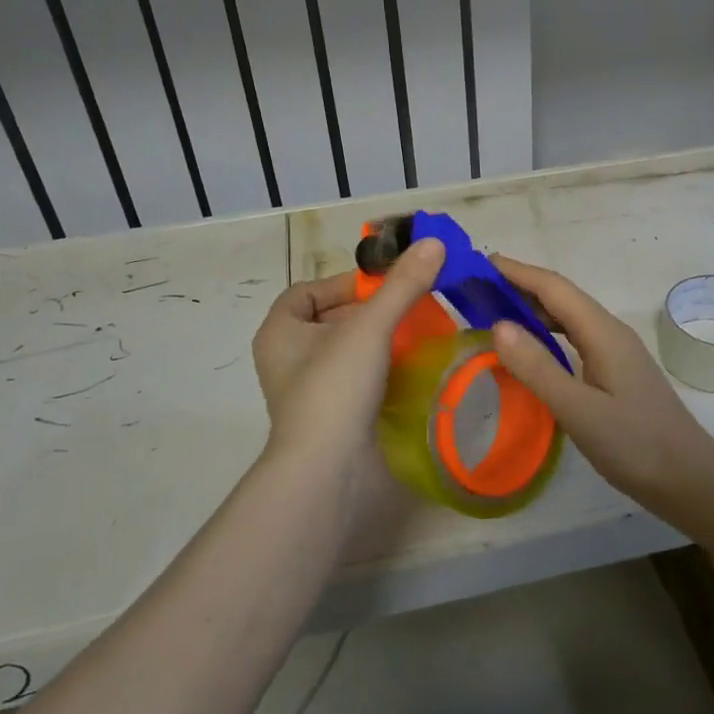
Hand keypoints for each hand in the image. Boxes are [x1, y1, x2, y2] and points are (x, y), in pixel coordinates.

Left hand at [251, 239, 444, 468]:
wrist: (327, 471)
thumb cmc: (335, 387)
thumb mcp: (370, 327)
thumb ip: (402, 285)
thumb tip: (433, 242)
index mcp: (279, 332)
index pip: (306, 291)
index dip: (344, 283)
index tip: (383, 285)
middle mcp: (287, 360)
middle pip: (330, 320)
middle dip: (369, 311)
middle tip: (408, 307)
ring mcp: (308, 392)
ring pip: (345, 352)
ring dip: (378, 341)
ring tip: (414, 334)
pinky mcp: (332, 417)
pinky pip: (356, 381)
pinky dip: (380, 371)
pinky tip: (409, 370)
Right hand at [487, 254, 713, 500]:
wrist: (688, 478)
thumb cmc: (634, 444)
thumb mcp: (579, 410)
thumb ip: (538, 368)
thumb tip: (498, 325)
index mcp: (603, 332)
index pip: (554, 288)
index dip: (517, 272)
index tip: (480, 263)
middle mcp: (610, 332)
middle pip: (561, 297)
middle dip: (520, 287)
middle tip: (477, 290)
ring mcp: (616, 351)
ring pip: (569, 318)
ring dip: (533, 310)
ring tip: (495, 314)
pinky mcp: (616, 370)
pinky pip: (575, 338)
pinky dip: (547, 334)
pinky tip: (531, 351)